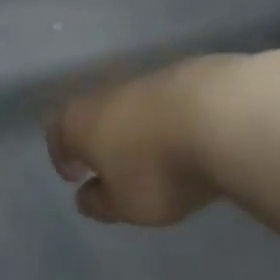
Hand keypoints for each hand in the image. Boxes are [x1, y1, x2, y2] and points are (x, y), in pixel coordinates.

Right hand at [46, 57, 243, 225]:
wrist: (223, 117)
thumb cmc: (159, 168)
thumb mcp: (126, 204)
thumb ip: (101, 203)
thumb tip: (85, 197)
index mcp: (78, 124)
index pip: (57, 137)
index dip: (62, 157)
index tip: (75, 176)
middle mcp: (102, 96)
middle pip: (89, 116)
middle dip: (96, 139)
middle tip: (109, 163)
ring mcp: (143, 80)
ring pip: (127, 106)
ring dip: (133, 128)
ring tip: (152, 152)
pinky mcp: (182, 74)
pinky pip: (162, 102)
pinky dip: (165, 118)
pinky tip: (185, 136)